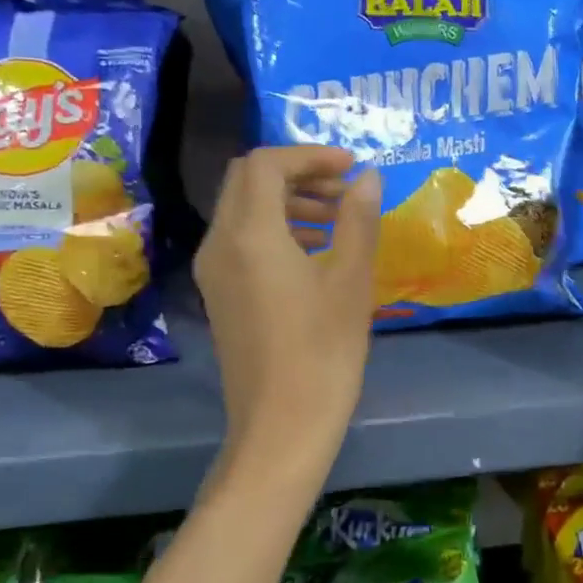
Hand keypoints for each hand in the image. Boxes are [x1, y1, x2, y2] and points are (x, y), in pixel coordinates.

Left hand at [194, 147, 381, 449]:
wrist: (280, 427)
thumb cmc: (323, 352)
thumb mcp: (350, 280)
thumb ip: (358, 219)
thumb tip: (369, 177)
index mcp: (250, 234)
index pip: (267, 164)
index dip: (310, 155)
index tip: (351, 166)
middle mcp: (220, 243)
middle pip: (247, 179)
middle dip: (297, 172)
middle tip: (344, 188)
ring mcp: (214, 270)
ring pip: (242, 208)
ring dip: (287, 199)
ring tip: (337, 217)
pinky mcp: (220, 293)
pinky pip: (241, 239)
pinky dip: (275, 227)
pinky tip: (315, 250)